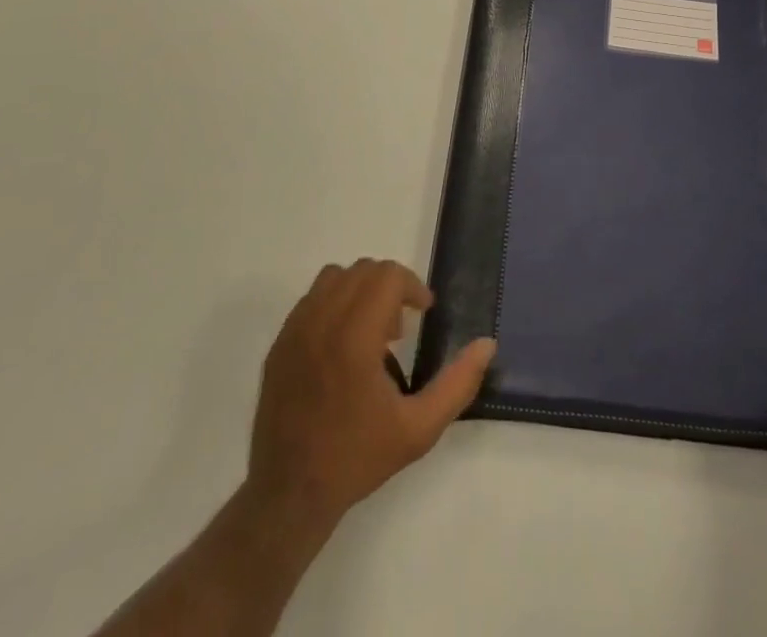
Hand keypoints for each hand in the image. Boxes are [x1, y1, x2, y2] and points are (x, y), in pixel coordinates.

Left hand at [246, 259, 495, 533]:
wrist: (288, 496)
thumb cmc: (357, 458)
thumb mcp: (418, 430)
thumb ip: (457, 384)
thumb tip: (487, 344)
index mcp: (354, 337)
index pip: (387, 275)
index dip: (412, 286)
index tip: (423, 313)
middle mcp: (321, 322)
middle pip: (363, 270)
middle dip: (389, 287)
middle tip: (400, 330)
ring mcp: (295, 330)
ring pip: (335, 277)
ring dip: (360, 291)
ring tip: (370, 333)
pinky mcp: (279, 343)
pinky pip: (311, 299)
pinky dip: (334, 304)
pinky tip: (342, 345)